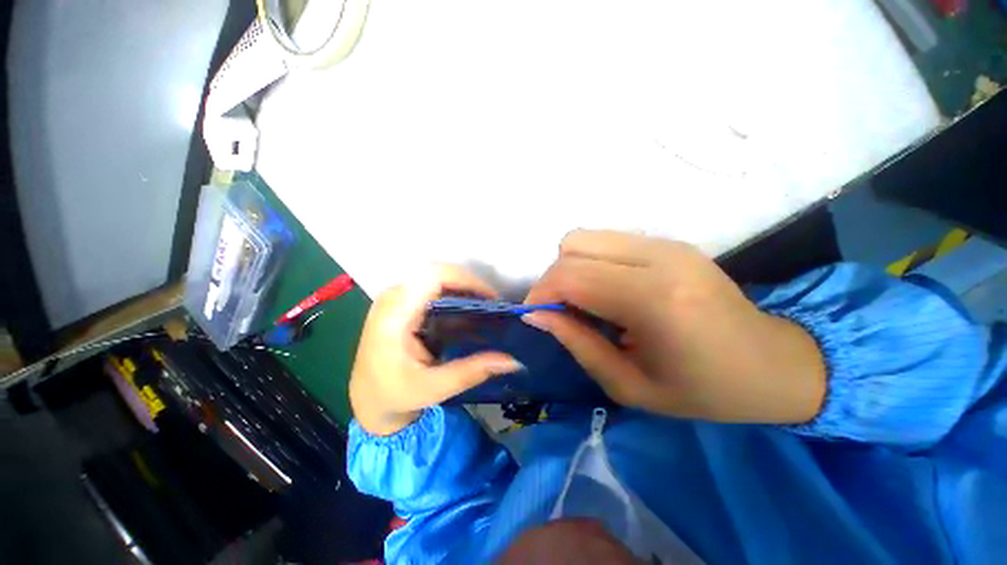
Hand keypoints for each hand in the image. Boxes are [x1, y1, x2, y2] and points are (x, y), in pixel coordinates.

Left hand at [350, 266, 521, 435]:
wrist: (368, 401)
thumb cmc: (394, 396)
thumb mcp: (434, 388)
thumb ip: (472, 372)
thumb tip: (512, 361)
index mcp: (393, 316)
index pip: (431, 277)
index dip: (465, 280)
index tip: (491, 298)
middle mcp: (391, 299)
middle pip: (435, 272)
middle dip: (468, 284)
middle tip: (492, 304)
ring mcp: (394, 298)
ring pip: (434, 277)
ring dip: (462, 287)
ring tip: (484, 306)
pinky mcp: (400, 303)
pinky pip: (430, 287)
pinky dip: (453, 293)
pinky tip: (466, 310)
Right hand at [524, 230, 825, 423]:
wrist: (773, 364)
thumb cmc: (704, 390)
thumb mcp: (629, 385)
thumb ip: (577, 344)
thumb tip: (535, 316)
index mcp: (654, 300)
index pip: (571, 275)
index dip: (541, 293)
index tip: (534, 316)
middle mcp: (660, 258)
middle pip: (573, 245)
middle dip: (553, 278)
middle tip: (559, 311)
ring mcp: (666, 244)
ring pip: (586, 237)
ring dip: (571, 268)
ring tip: (583, 301)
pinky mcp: (669, 242)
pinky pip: (607, 241)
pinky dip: (592, 263)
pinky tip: (606, 291)